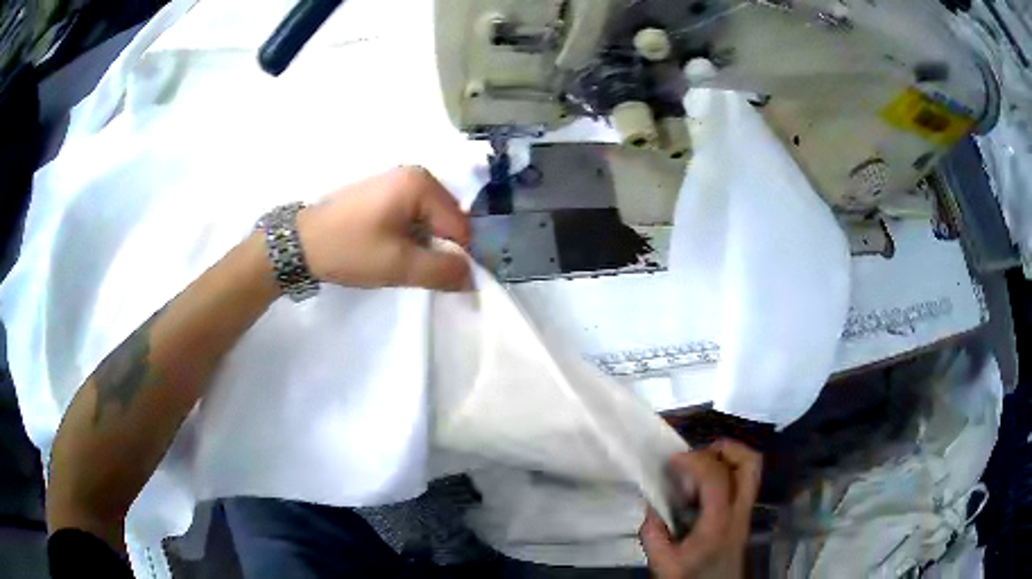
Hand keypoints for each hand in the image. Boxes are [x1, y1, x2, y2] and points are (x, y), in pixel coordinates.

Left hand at [297, 166, 471, 290]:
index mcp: (421, 183)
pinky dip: (407, 235)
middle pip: (446, 220)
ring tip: (395, 259)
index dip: (453, 256)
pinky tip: (386, 247)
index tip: (432, 276)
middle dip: (435, 248)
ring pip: (428, 220)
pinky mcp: (382, 191)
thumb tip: (474, 278)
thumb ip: (443, 271)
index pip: (460, 226)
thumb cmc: (349, 249)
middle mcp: (414, 173)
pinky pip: (411, 215)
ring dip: (420, 244)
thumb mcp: (399, 266)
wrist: (299, 243)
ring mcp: (396, 180)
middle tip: (410, 268)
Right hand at [640, 440, 761, 578]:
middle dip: (723, 448)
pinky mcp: (743, 514)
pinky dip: (726, 472)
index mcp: (719, 523)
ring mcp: (746, 511)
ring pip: (751, 468)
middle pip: (749, 463)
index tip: (672, 460)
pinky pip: (742, 480)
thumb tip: (653, 505)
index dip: (694, 460)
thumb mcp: (662, 564)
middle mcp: (739, 511)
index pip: (716, 477)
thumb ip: (653, 534)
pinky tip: (703, 487)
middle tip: (696, 456)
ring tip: (700, 468)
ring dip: (727, 458)